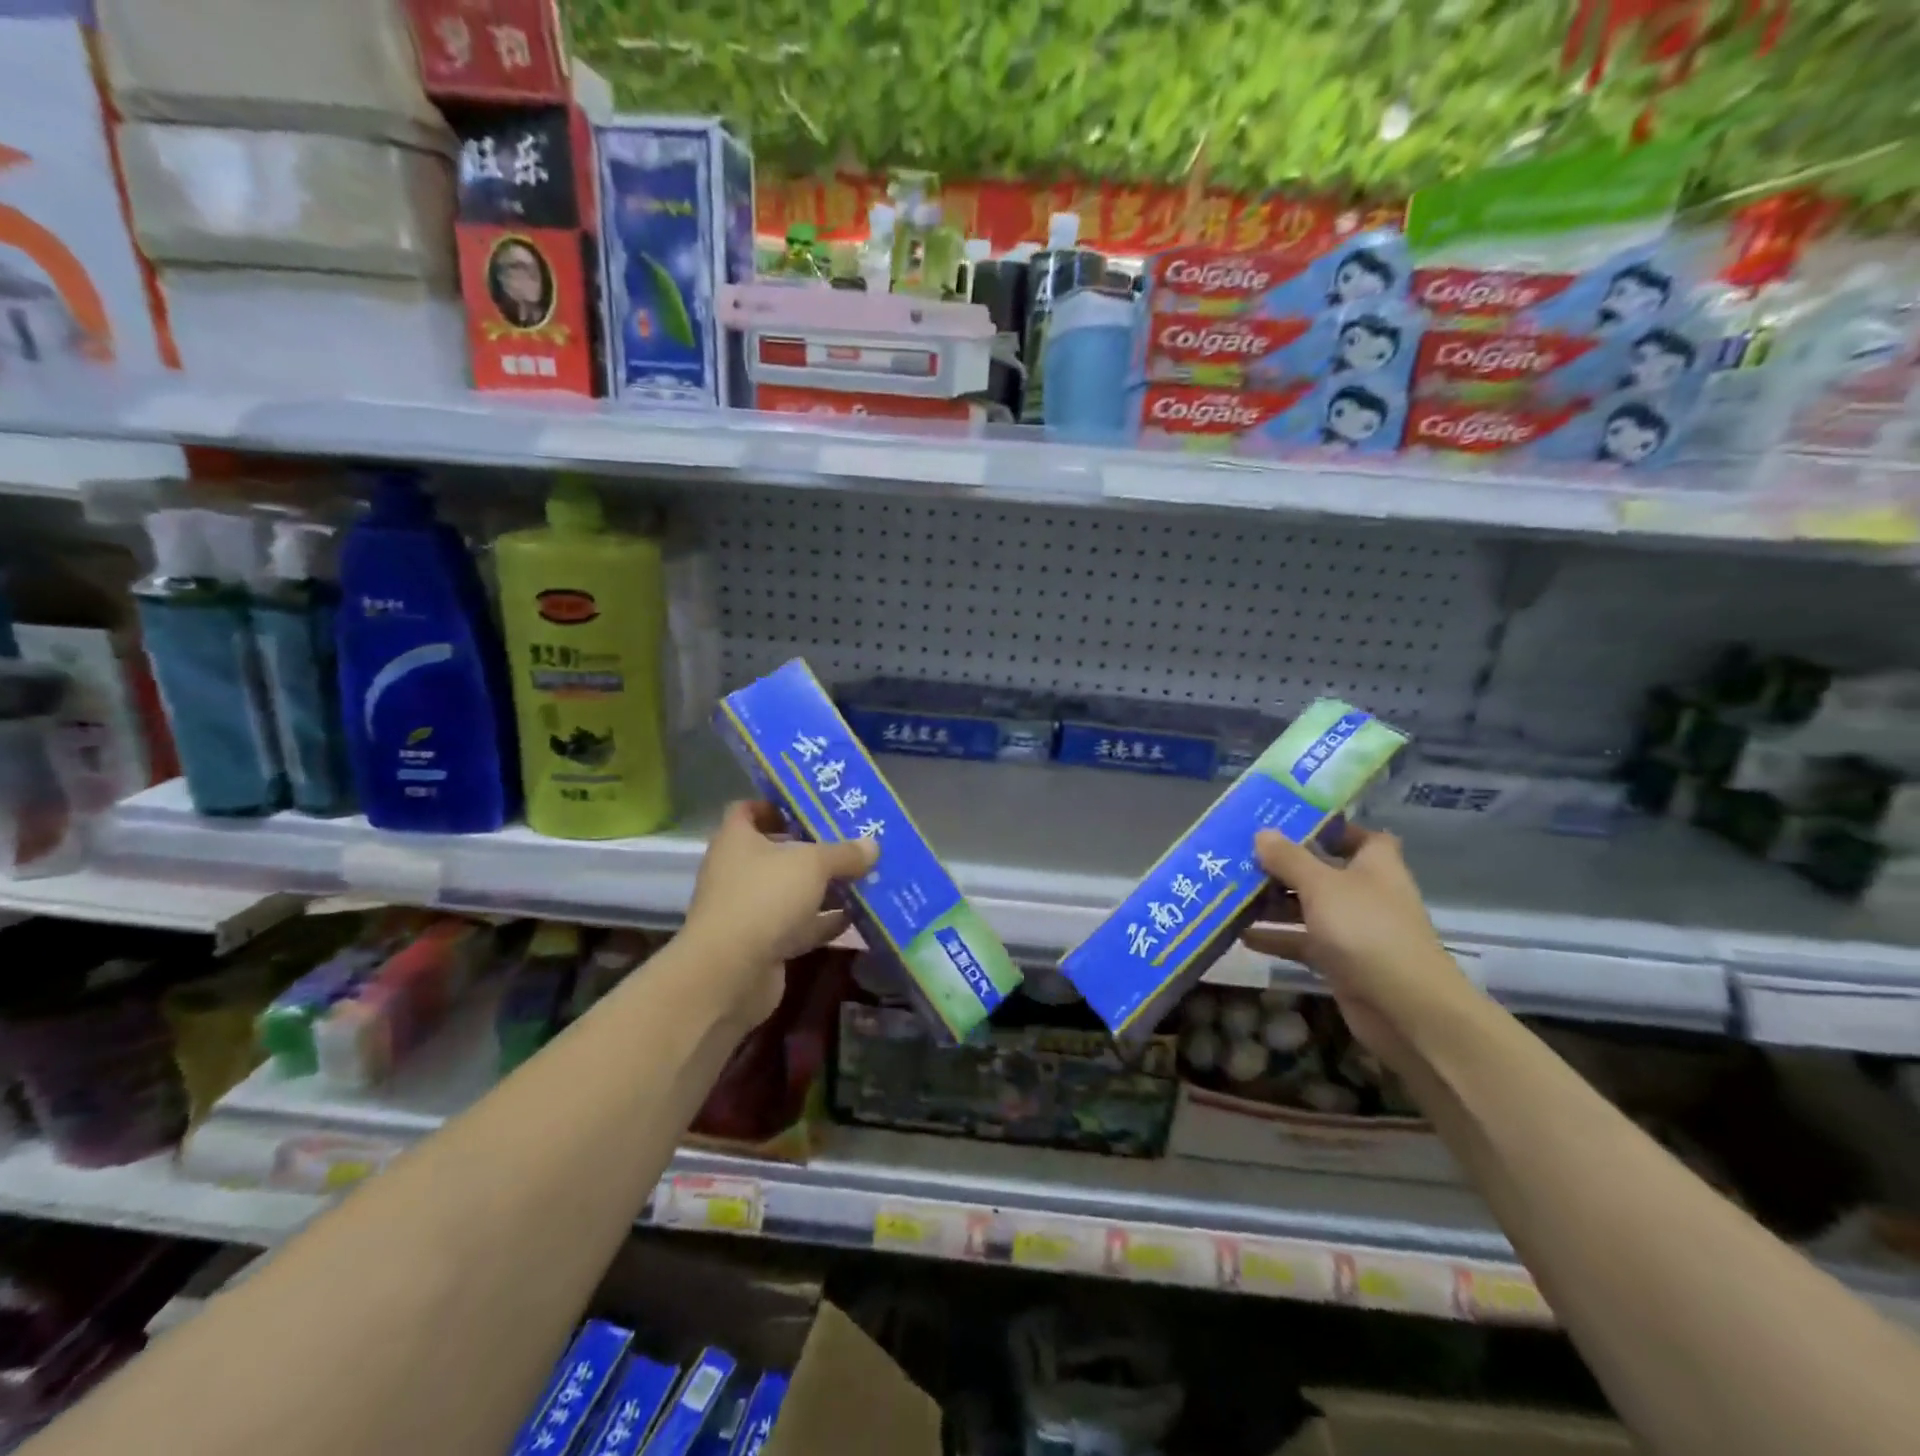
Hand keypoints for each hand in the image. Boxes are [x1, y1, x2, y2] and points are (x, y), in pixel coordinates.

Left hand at [681, 801, 878, 1029]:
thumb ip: (844, 853)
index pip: (749, 810)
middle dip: (814, 848)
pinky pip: (798, 925)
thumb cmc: (765, 898)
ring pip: (791, 891)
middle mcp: (738, 871)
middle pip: (777, 851)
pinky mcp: (762, 944)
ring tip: (863, 877)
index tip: (812, 807)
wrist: (730, 974)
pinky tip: (856, 917)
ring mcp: (749, 910)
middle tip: (851, 842)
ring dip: (823, 887)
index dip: (777, 806)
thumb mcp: (813, 864)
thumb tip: (872, 845)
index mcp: (737, 840)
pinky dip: (823, 921)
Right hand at [1241, 823, 1472, 1071]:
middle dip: (1284, 865)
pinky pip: (1303, 942)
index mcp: (1374, 865)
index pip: (1358, 835)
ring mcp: (1353, 929)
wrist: (1404, 1008)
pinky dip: (1277, 938)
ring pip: (1308, 907)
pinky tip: (1241, 935)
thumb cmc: (1366, 930)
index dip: (1328, 828)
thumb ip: (1289, 858)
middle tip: (1242, 856)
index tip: (1288, 823)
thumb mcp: (1321, 885)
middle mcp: (1365, 893)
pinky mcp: (1340, 961)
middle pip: (1322, 871)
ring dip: (1274, 902)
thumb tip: (1262, 833)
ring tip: (1232, 892)